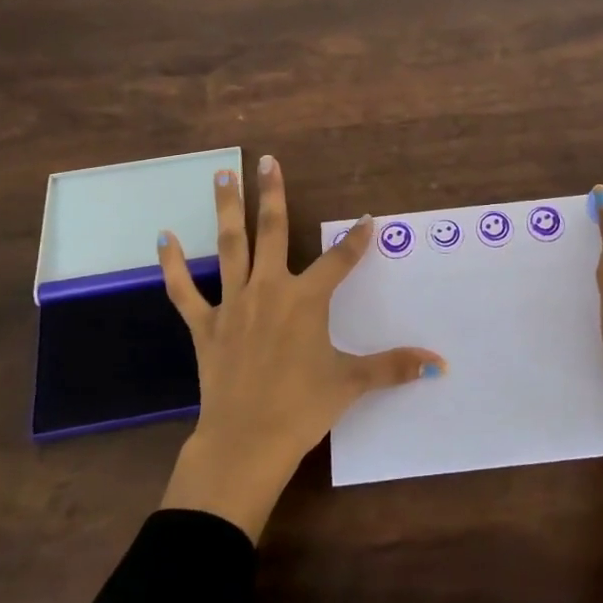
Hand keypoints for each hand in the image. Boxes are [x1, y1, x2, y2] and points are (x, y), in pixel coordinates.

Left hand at [156, 155, 443, 538]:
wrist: (245, 442)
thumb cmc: (302, 408)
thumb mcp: (352, 383)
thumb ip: (394, 367)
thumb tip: (440, 365)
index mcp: (307, 300)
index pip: (339, 260)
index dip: (357, 239)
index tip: (368, 219)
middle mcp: (270, 290)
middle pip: (273, 232)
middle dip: (272, 194)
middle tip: (267, 160)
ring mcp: (233, 305)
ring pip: (230, 247)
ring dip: (227, 209)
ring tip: (222, 174)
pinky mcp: (204, 326)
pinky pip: (184, 290)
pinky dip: (172, 265)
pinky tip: (162, 237)